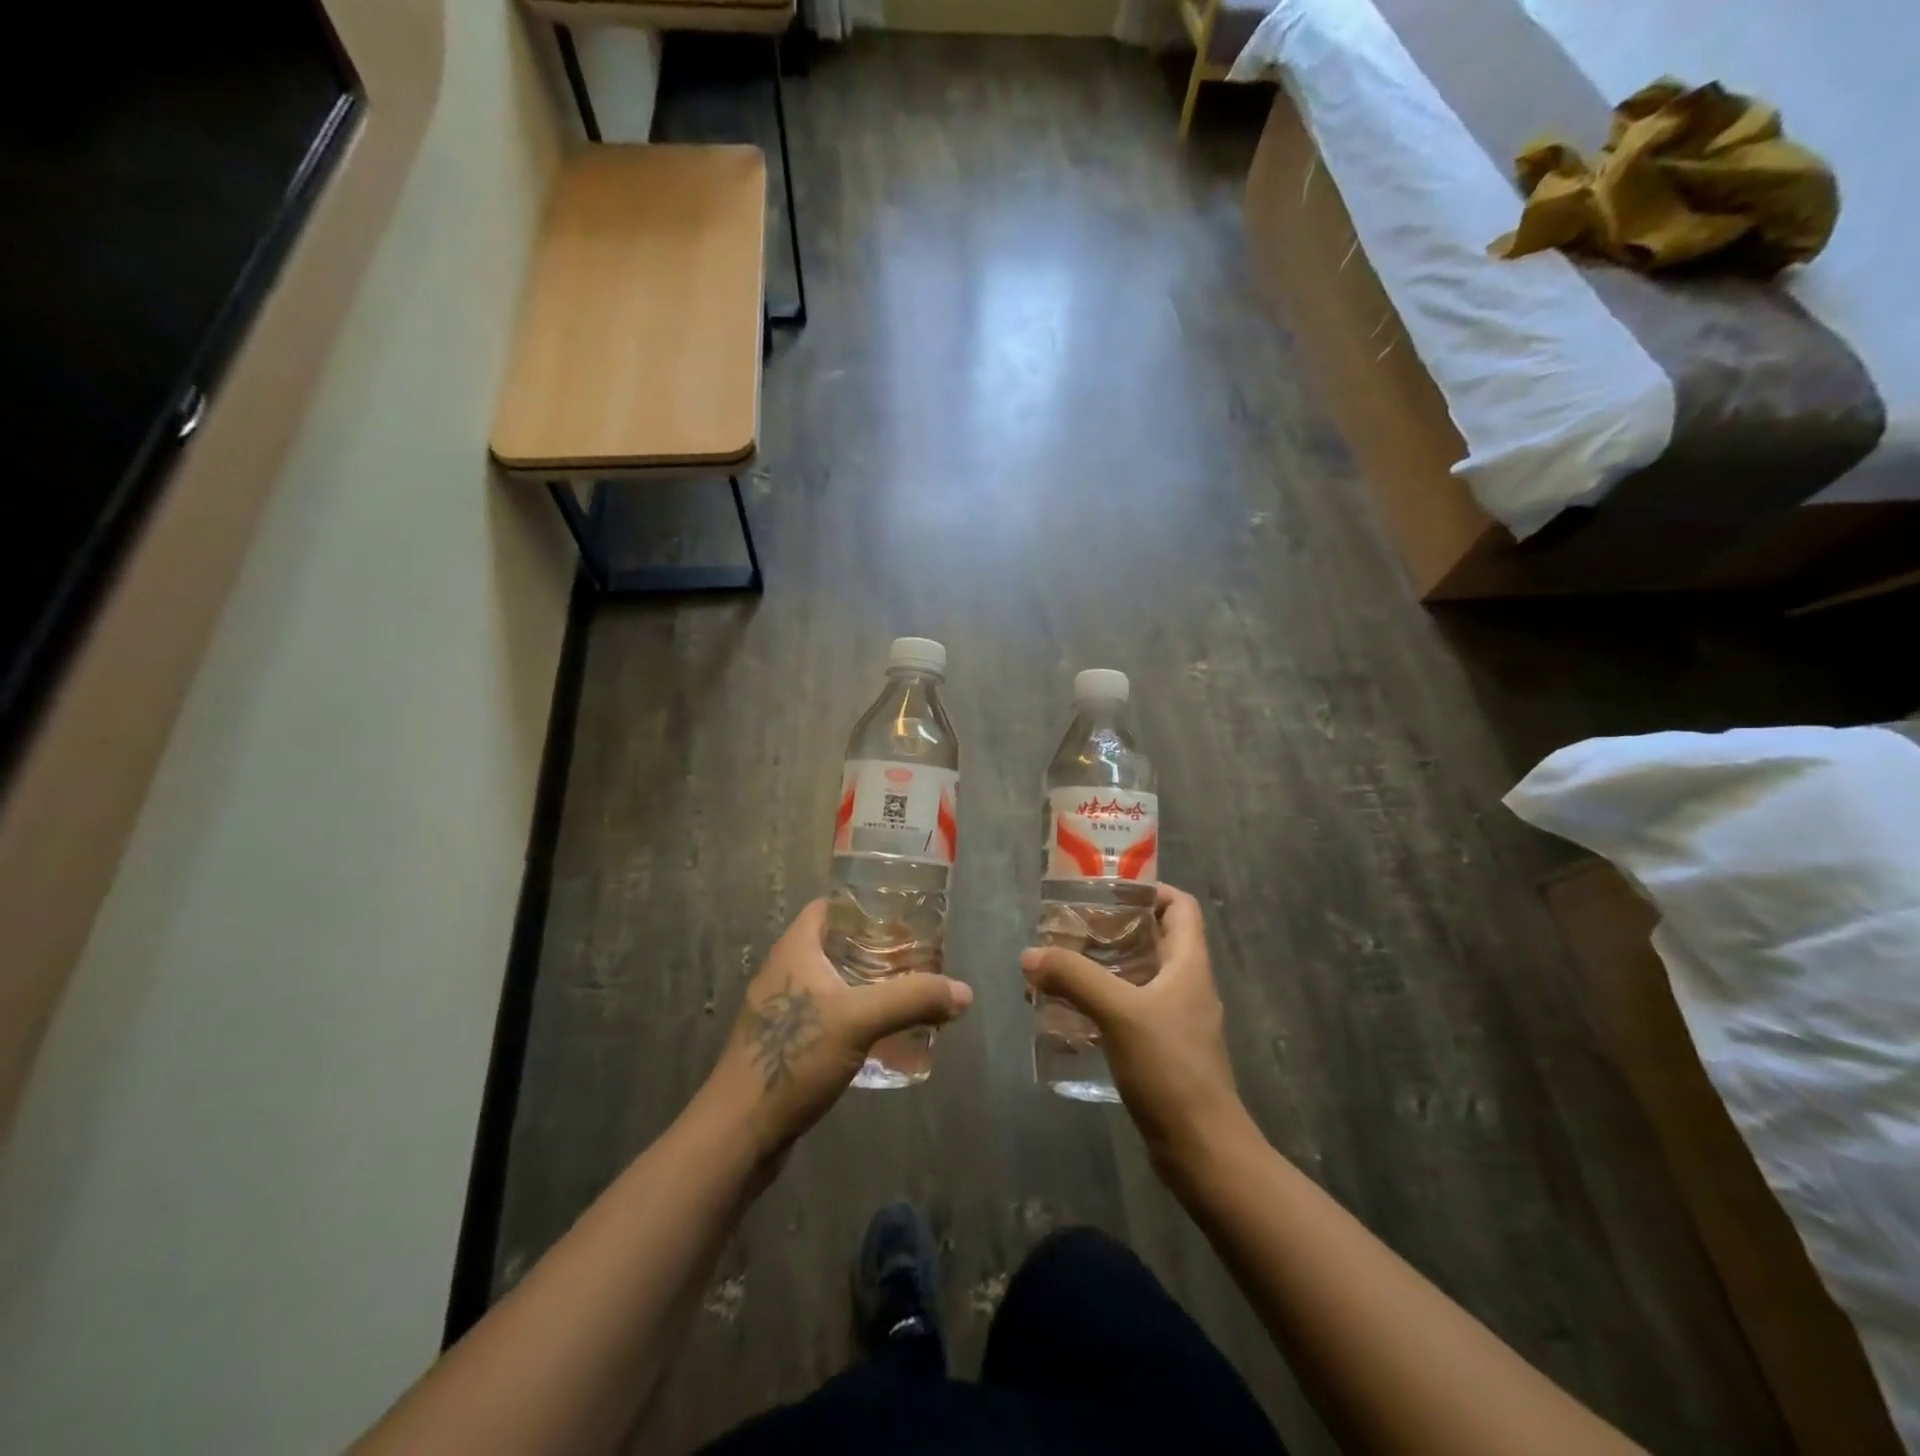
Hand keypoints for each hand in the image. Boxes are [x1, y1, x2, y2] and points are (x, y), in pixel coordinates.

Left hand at [701, 900, 972, 1165]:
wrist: (739, 1132)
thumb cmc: (792, 1057)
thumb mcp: (859, 1020)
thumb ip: (912, 1000)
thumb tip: (964, 992)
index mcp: (794, 949)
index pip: (830, 907)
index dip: (864, 904)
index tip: (902, 914)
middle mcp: (785, 971)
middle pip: (836, 944)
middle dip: (877, 948)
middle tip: (918, 956)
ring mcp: (783, 1010)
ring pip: (834, 982)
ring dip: (868, 984)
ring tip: (909, 991)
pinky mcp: (785, 1044)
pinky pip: (828, 1015)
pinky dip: (856, 1015)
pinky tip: (884, 1034)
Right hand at [1022, 883, 1246, 1173]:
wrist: (1201, 1149)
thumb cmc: (1171, 1069)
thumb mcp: (1119, 1013)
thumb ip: (1075, 978)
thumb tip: (1030, 955)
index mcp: (1189, 964)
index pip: (1181, 906)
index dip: (1150, 889)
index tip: (1108, 890)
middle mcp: (1185, 985)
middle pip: (1154, 938)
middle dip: (1113, 928)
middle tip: (1070, 926)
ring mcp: (1175, 1019)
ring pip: (1137, 975)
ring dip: (1103, 966)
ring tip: (1060, 965)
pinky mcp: (1161, 1049)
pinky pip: (1129, 1009)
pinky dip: (1102, 1002)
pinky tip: (1069, 1012)